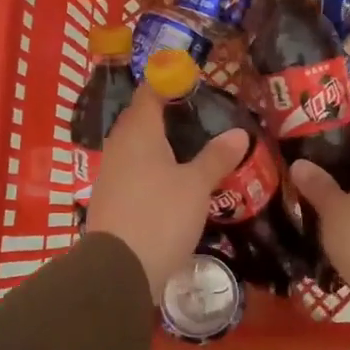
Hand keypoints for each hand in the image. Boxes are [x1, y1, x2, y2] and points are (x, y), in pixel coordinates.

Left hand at [85, 86, 247, 301]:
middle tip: (196, 112)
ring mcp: (110, 173)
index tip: (191, 79)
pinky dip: (151, 165)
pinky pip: (132, 169)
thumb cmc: (160, 216)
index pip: (149, 92)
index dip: (167, 81)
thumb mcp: (196, 186)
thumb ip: (216, 157)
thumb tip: (239, 132)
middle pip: (140, 118)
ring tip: (188, 144)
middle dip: (164, 111)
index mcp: (139, 132)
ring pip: (135, 145)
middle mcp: (119, 146)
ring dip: (157, 141)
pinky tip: (170, 178)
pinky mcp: (110, 198)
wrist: (118, 270)